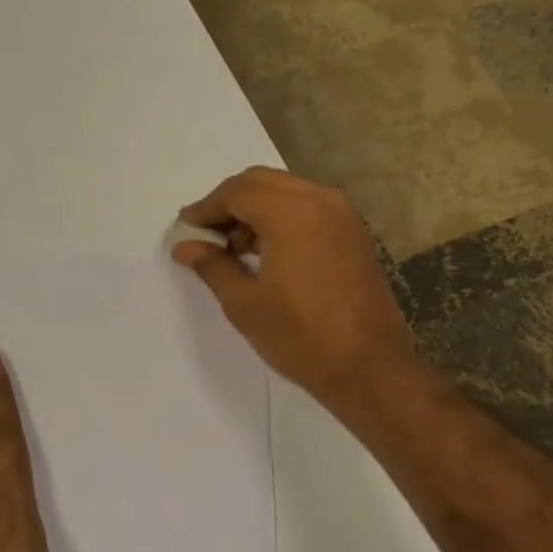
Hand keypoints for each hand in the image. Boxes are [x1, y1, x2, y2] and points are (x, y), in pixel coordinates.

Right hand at [173, 167, 416, 411]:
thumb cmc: (300, 337)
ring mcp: (343, 215)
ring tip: (234, 248)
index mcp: (291, 213)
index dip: (206, 208)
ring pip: (286, 192)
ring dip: (255, 209)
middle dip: (229, 203)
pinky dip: (282, 218)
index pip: (237, 192)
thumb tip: (184, 247)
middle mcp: (320, 201)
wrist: (368, 368)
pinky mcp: (353, 234)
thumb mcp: (244, 303)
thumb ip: (212, 265)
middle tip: (206, 235)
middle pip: (262, 182)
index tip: (185, 228)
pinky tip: (266, 252)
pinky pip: (308, 208)